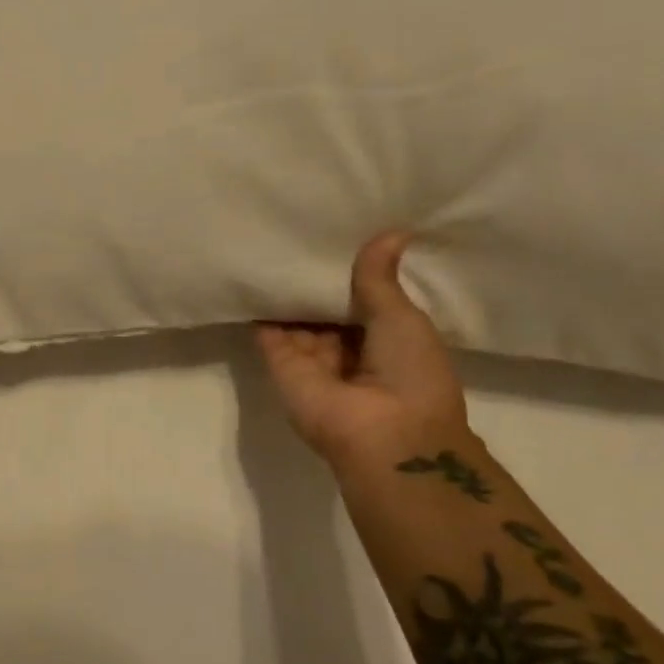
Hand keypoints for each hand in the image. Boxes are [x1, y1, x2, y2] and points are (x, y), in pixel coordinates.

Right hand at [256, 232, 469, 475]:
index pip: (363, 300)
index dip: (351, 272)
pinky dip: (261, 306)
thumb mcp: (402, 318)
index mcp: (386, 341)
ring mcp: (312, 360)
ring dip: (287, 289)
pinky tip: (253, 269)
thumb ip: (380, 279)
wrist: (384, 436)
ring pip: (296, 318)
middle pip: (325, 309)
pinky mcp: (281, 367)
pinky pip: (268, 331)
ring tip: (271, 240)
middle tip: (300, 227)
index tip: (337, 233)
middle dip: (316, 279)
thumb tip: (394, 230)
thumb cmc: (410, 373)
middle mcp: (347, 351)